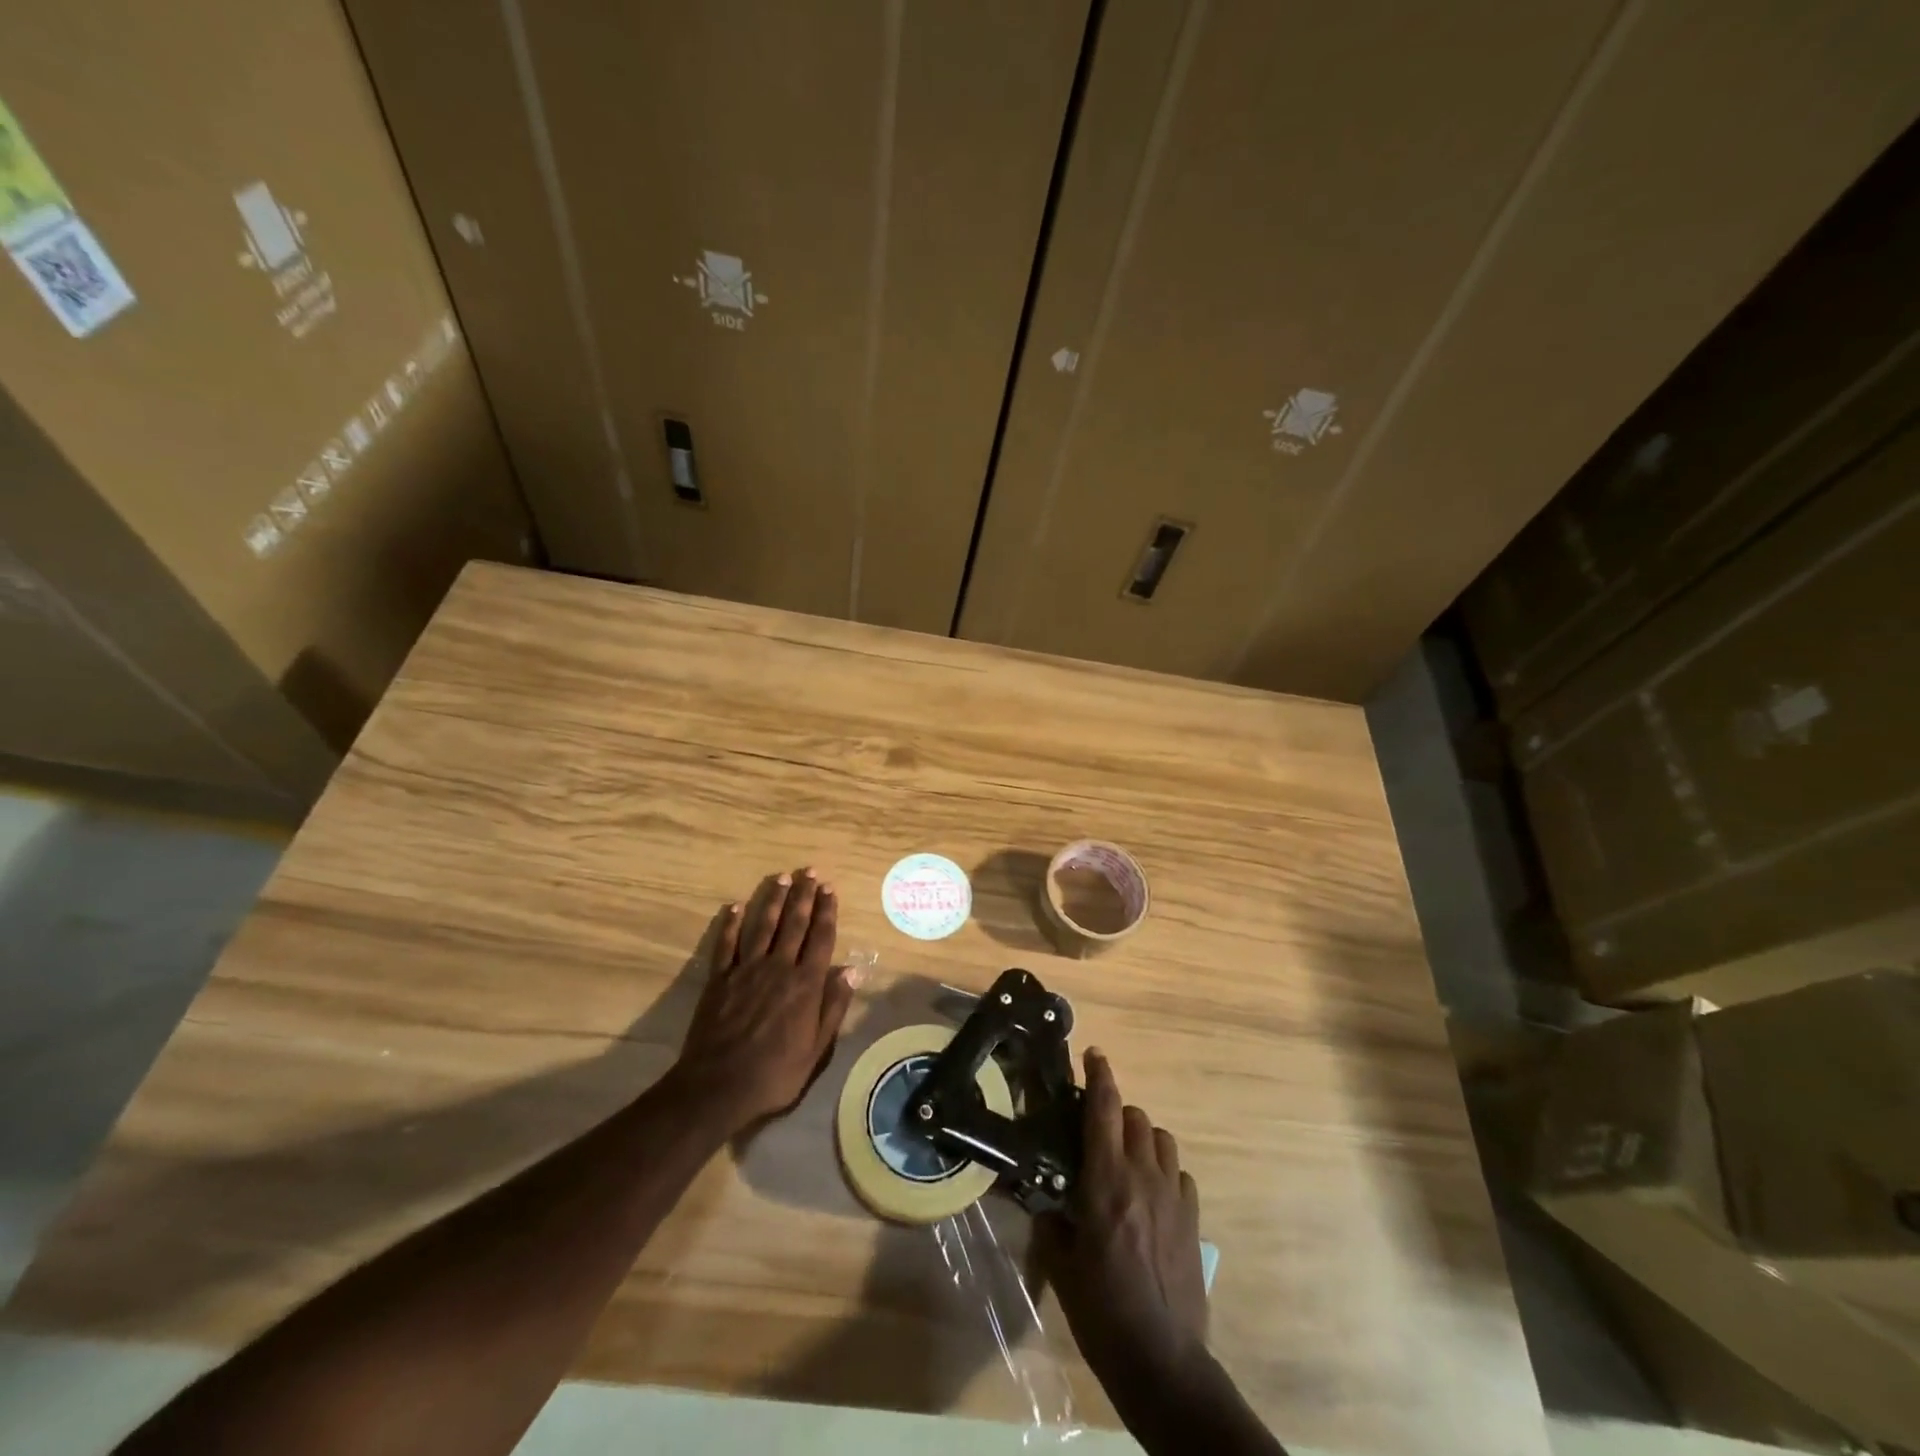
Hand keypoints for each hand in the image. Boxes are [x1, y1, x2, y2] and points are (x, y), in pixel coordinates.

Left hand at [669, 869, 855, 1132]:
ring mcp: (747, 970)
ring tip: (782, 878)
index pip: (820, 938)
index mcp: (806, 984)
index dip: (826, 912)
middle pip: (794, 924)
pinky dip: (731, 924)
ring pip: (763, 926)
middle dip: (804, 896)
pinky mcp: (720, 979)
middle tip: (809, 872)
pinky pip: (726, 944)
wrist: (719, 1086)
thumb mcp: (816, 1049)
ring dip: (773, 900)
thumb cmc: (775, 1073)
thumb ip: (833, 1007)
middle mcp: (779, 968)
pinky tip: (736, 906)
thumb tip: (851, 971)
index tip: (830, 889)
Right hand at [1040, 1048, 1207, 1392]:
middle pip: (1134, 1116)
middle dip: (1115, 1112)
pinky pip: (1180, 1174)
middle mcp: (1142, 1176)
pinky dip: (1164, 1170)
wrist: (1162, 1360)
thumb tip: (1047, 1202)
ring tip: (1126, 1158)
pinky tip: (1152, 1193)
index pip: (1104, 1108)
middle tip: (1097, 1130)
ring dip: (1141, 1137)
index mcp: (1106, 1179)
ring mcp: (1173, 1196)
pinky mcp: (1193, 1219)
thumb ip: (1053, 1222)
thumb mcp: (1062, 1266)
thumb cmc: (1102, 1311)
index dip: (1099, 1074)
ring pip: (1162, 1138)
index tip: (1093, 1054)